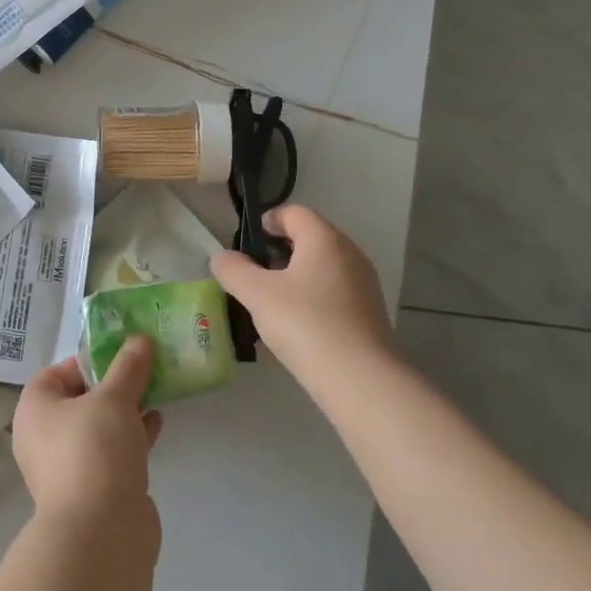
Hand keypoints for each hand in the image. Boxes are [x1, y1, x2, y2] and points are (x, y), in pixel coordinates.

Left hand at [13, 339, 163, 532]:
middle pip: (80, 399)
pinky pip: (111, 452)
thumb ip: (128, 367)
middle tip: (143, 371)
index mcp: (34, 409)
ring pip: (98, 427)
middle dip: (113, 385)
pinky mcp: (92, 488)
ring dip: (126, 410)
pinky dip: (131, 436)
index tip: (120, 357)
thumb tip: (139, 339)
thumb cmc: (95, 450)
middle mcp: (43, 436)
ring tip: (156, 392)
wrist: (101, 532)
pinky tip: (158, 424)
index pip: (56, 373)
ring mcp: (66, 466)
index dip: (88, 361)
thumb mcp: (115, 399)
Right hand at [209, 205, 395, 388]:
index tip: (249, 242)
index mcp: (324, 238)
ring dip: (296, 275)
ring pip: (323, 266)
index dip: (268, 221)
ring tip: (272, 300)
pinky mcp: (370, 311)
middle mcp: (349, 253)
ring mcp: (364, 283)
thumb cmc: (304, 323)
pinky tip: (298, 323)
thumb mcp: (257, 294)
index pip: (293, 212)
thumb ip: (233, 270)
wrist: (358, 377)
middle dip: (280, 250)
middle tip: (255, 272)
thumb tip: (220, 257)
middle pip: (310, 237)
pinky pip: (335, 290)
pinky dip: (314, 296)